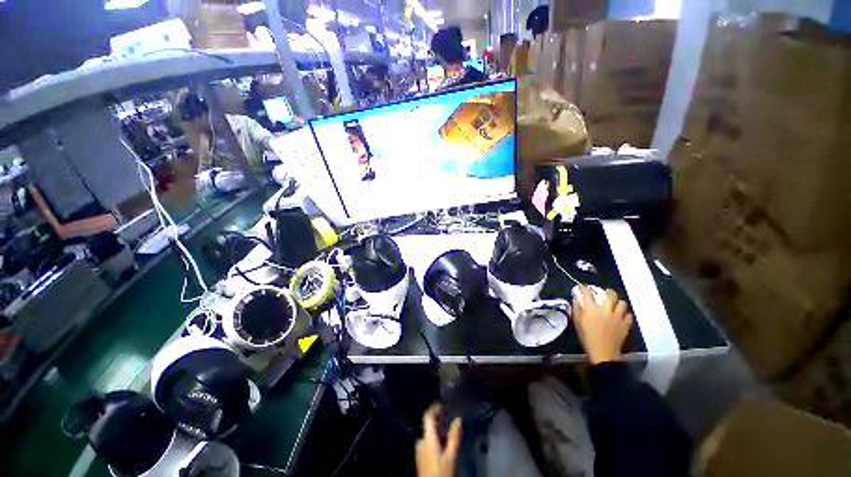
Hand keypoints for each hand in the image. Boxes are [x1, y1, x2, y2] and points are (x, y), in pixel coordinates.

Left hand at [416, 404, 460, 476]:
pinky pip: (427, 440)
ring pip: (428, 433)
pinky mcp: (420, 455)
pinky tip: (442, 441)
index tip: (442, 404)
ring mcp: (419, 449)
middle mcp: (420, 441)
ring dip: (436, 428)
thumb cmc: (441, 473)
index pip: (427, 417)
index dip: (434, 408)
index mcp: (427, 439)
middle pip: (428, 424)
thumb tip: (458, 419)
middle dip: (438, 419)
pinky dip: (434, 436)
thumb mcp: (450, 456)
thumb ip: (453, 437)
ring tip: (447, 428)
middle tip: (448, 416)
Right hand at [572, 286, 632, 364]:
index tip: (582, 287)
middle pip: (610, 295)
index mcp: (592, 309)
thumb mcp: (577, 323)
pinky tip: (621, 316)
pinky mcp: (625, 325)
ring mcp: (618, 317)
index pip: (587, 293)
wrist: (603, 353)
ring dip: (618, 302)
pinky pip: (628, 315)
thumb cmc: (587, 337)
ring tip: (614, 304)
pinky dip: (625, 314)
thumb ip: (577, 309)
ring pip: (622, 303)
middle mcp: (606, 310)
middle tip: (604, 293)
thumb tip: (576, 300)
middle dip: (607, 292)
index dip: (584, 288)